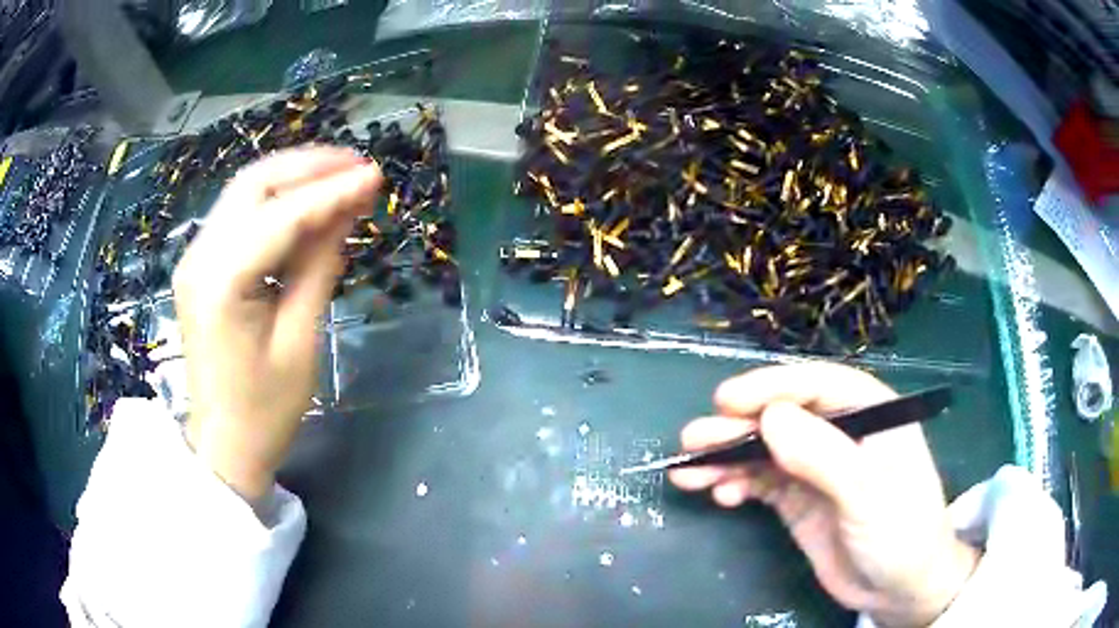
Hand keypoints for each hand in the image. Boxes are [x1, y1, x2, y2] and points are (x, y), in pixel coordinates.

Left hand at [173, 147, 380, 503]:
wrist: (222, 446)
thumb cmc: (264, 410)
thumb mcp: (299, 342)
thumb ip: (319, 268)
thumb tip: (346, 212)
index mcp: (221, 282)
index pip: (281, 216)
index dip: (332, 192)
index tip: (376, 176)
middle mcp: (200, 256)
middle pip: (255, 184)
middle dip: (309, 167)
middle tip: (359, 167)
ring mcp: (196, 257)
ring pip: (246, 192)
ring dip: (295, 177)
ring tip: (342, 177)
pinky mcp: (202, 265)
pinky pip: (240, 215)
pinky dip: (277, 201)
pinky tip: (309, 204)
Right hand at [669, 363, 978, 626]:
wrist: (899, 589)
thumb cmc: (900, 532)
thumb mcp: (868, 495)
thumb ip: (824, 456)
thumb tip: (770, 417)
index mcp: (870, 414)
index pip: (818, 385)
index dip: (772, 387)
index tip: (728, 401)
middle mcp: (841, 433)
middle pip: (784, 416)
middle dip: (738, 426)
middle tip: (694, 439)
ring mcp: (816, 467)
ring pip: (765, 449)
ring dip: (727, 457)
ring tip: (689, 471)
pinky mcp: (799, 499)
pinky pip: (761, 481)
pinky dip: (737, 484)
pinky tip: (720, 496)